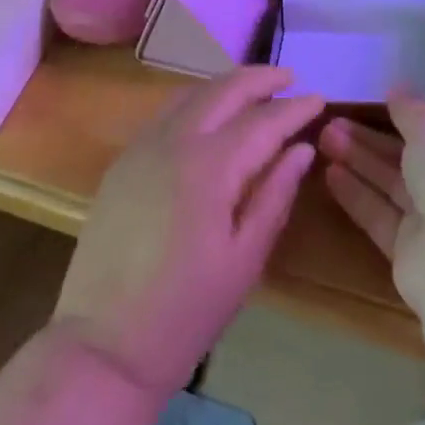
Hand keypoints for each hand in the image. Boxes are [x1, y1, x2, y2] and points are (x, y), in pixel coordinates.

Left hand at [52, 67, 322, 395]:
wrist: (105, 345)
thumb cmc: (187, 310)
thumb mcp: (246, 258)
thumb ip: (275, 195)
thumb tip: (302, 150)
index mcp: (209, 167)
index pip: (263, 121)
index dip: (295, 109)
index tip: (319, 99)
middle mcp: (173, 142)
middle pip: (224, 90)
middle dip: (261, 79)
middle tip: (290, 78)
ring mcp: (142, 147)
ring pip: (191, 93)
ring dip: (227, 85)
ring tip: (255, 90)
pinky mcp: (123, 161)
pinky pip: (166, 113)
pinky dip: (196, 101)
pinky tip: (211, 115)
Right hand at [319, 98, 424, 311]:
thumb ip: (411, 111)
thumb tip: (398, 90)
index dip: (405, 117)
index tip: (370, 103)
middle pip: (408, 157)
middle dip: (370, 138)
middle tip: (330, 120)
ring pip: (391, 184)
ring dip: (358, 160)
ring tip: (321, 137)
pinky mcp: (410, 253)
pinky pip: (379, 215)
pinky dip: (356, 195)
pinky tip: (328, 172)